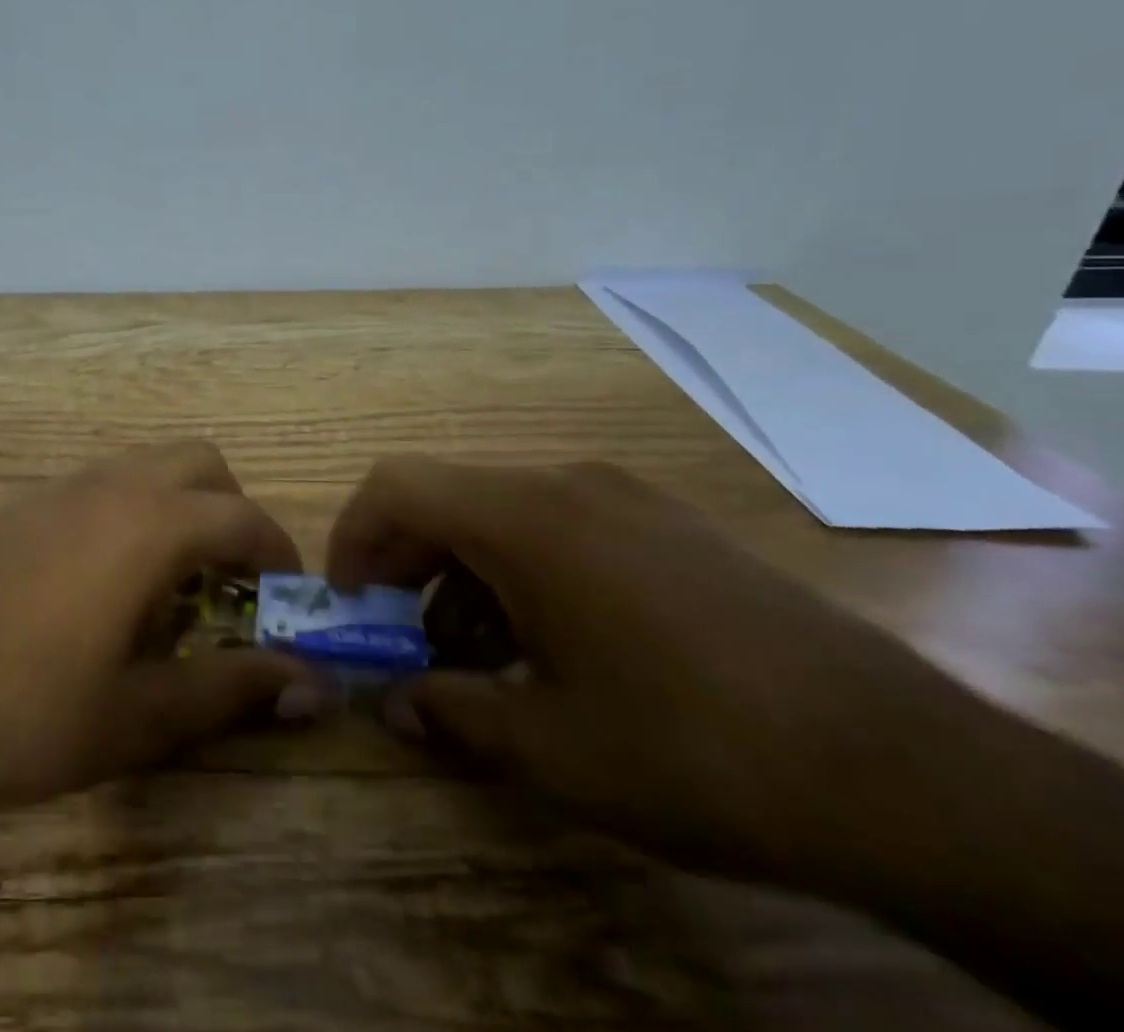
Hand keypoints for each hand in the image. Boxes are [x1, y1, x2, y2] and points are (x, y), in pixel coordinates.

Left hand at [0, 442, 323, 814]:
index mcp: (147, 526)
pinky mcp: (21, 507)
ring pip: (147, 465)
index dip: (280, 552)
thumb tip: (313, 687)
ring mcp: (58, 490)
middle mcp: (109, 487)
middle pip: (200, 464)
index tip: (291, 596)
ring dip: (181, 505)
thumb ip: (231, 689)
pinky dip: (133, 509)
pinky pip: (102, 484)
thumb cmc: (24, 714)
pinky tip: (109, 581)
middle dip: (232, 510)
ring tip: (176, 582)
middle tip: (233, 580)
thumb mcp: (138, 717)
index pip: (243, 518)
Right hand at [329, 457, 973, 881]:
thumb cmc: (693, 749)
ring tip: (485, 656)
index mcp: (525, 519)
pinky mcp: (671, 525)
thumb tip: (393, 703)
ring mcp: (627, 499)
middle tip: (406, 638)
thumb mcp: (551, 748)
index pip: (397, 485)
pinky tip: (560, 644)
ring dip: (467, 572)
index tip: (351, 602)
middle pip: (448, 496)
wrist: (907, 773)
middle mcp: (568, 485)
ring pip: (505, 512)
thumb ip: (452, 713)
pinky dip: (525, 569)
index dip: (354, 536)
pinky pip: (563, 525)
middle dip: (408, 563)